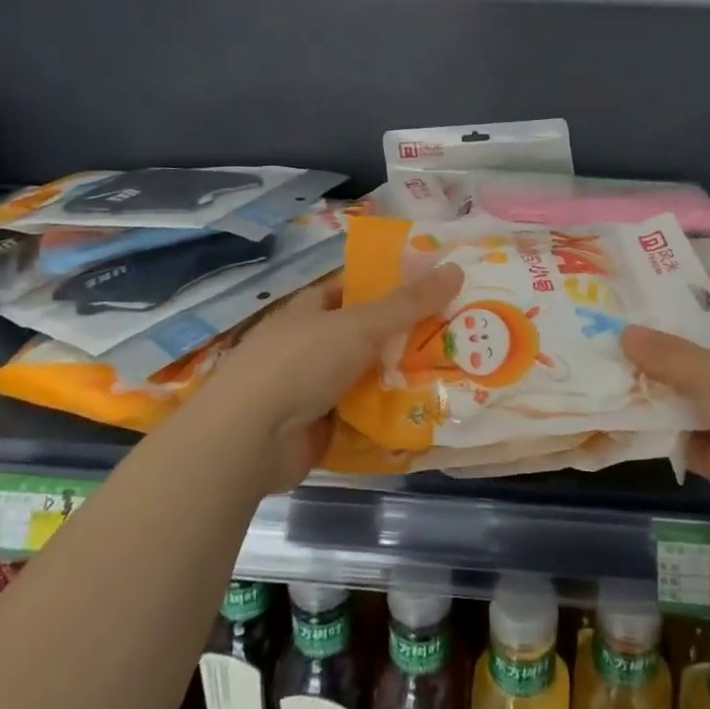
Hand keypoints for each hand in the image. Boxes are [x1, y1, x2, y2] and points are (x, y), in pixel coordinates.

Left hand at [207, 263, 462, 492]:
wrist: (249, 439)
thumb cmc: (300, 363)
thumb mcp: (359, 324)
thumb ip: (408, 303)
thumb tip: (456, 269)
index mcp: (313, 309)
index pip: (357, 288)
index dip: (393, 285)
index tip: (436, 287)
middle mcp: (313, 344)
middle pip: (369, 335)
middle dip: (408, 337)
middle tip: (460, 333)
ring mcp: (315, 388)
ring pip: (370, 377)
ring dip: (403, 379)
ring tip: (457, 374)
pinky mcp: (321, 428)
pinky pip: (365, 417)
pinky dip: (390, 417)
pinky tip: (429, 415)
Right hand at [622, 272, 709, 557]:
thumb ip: (670, 354)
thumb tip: (626, 333)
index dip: (708, 285)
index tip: (662, 277)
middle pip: (709, 346)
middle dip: (669, 336)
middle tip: (620, 321)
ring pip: (696, 393)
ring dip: (661, 386)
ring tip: (610, 366)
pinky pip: (691, 436)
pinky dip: (665, 431)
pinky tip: (625, 420)